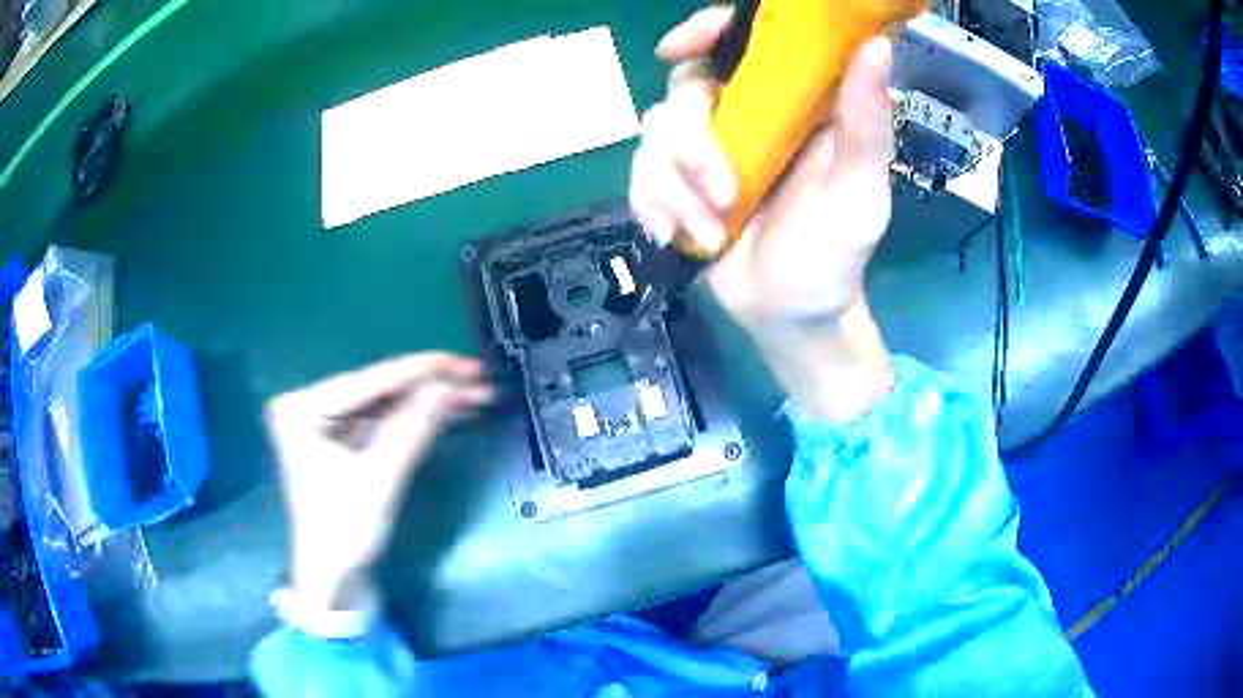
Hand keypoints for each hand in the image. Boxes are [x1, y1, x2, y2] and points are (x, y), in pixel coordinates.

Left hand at [266, 353, 491, 611]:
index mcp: (303, 408)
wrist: (332, 581)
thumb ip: (411, 428)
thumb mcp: (378, 479)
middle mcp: (312, 406)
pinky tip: (450, 412)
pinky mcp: (343, 441)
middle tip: (480, 381)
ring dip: (430, 402)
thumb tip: (449, 385)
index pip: (370, 380)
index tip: (467, 365)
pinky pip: (385, 422)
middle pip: (380, 389)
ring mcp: (327, 423)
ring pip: (388, 404)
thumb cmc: (343, 532)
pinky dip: (417, 420)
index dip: (423, 371)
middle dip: (432, 386)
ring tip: (476, 395)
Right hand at [629, 8, 897, 419]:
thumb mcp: (859, 192)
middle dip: (691, 143)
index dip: (706, 30)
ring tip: (712, 234)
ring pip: (653, 134)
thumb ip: (865, 122)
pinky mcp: (674, 184)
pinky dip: (653, 207)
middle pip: (685, 88)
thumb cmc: (835, 253)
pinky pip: (638, 175)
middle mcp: (744, 114)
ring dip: (676, 189)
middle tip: (724, 195)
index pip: (744, 42)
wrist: (790, 316)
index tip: (678, 48)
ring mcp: (704, 149)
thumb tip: (876, 45)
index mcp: (792, 103)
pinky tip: (680, 237)